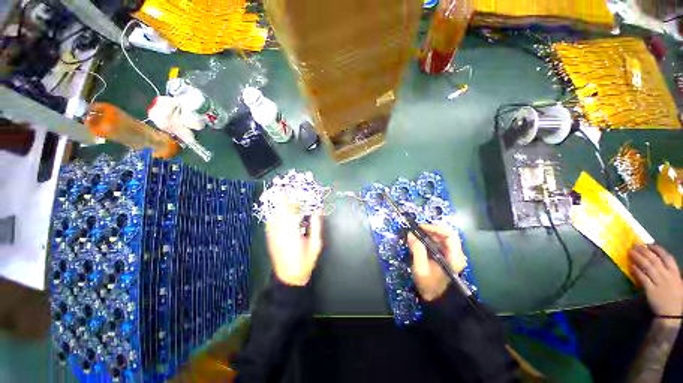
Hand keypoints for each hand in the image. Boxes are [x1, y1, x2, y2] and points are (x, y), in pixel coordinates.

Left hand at [265, 199, 323, 286]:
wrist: (289, 278)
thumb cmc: (305, 261)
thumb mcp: (316, 244)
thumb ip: (316, 226)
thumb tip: (318, 210)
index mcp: (292, 232)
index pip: (289, 210)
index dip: (289, 199)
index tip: (290, 190)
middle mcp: (280, 231)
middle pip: (280, 210)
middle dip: (283, 200)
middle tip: (289, 193)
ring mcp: (273, 235)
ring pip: (273, 215)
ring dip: (279, 207)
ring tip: (285, 201)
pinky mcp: (270, 239)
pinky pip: (270, 223)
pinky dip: (274, 215)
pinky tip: (279, 214)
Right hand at [407, 224, 466, 300]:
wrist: (435, 299)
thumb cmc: (429, 285)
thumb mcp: (421, 268)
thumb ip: (417, 250)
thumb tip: (411, 234)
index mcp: (454, 257)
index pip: (450, 235)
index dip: (435, 228)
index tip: (421, 228)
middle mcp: (456, 254)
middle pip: (446, 234)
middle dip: (431, 230)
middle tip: (417, 230)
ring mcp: (451, 255)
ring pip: (442, 238)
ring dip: (429, 234)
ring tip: (416, 235)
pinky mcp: (446, 257)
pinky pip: (439, 243)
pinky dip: (429, 239)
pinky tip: (420, 241)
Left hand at [629, 244, 682, 317]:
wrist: (672, 313)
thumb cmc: (674, 296)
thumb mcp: (676, 281)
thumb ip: (667, 271)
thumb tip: (656, 260)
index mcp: (675, 273)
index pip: (667, 257)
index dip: (657, 249)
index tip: (648, 244)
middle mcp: (667, 275)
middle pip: (655, 260)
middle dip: (644, 251)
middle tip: (635, 245)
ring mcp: (659, 282)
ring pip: (647, 267)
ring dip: (638, 258)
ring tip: (630, 252)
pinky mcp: (651, 290)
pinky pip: (643, 278)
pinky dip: (637, 271)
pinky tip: (631, 266)